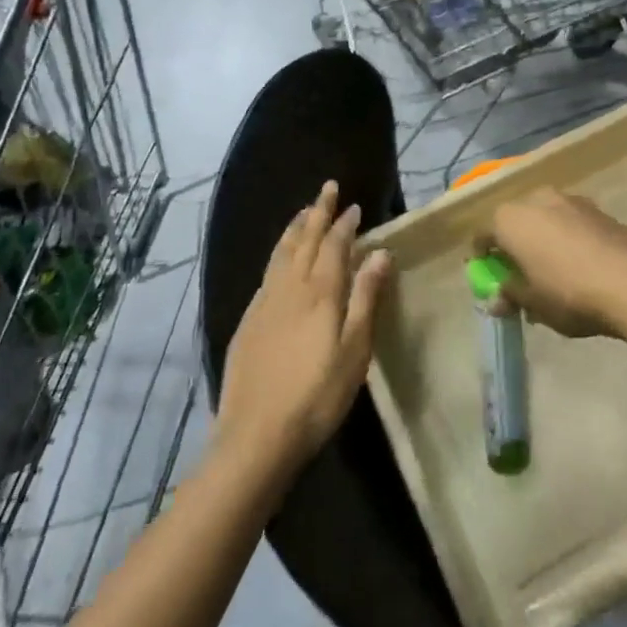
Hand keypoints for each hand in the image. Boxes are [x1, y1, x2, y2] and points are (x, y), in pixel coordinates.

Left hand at [216, 182, 392, 470]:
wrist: (255, 436)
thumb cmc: (317, 396)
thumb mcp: (354, 350)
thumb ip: (366, 298)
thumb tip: (379, 253)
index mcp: (320, 293)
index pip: (334, 245)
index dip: (344, 224)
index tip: (354, 206)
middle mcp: (289, 288)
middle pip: (304, 240)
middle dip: (317, 212)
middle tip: (327, 189)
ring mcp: (264, 303)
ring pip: (280, 253)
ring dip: (294, 228)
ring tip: (303, 212)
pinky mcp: (247, 321)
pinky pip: (266, 273)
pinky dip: (277, 254)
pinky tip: (279, 260)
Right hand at [481, 188, 626, 338]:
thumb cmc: (569, 292)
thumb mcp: (533, 303)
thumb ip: (511, 295)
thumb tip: (497, 298)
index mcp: (511, 219)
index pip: (483, 234)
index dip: (482, 256)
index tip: (488, 277)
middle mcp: (536, 199)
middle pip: (515, 222)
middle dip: (514, 246)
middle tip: (520, 276)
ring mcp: (570, 200)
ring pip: (545, 220)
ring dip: (542, 241)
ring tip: (552, 274)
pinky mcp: (598, 209)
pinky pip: (571, 223)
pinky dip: (567, 240)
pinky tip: (579, 266)